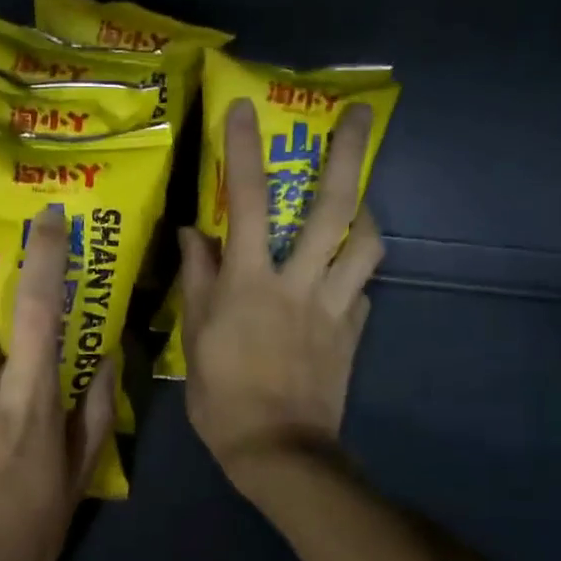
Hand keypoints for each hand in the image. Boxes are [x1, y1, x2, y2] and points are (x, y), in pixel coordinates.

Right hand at [178, 99, 381, 495]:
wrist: (278, 451)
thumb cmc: (222, 399)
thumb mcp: (194, 340)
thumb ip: (198, 282)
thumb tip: (195, 234)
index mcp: (250, 284)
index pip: (248, 204)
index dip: (245, 152)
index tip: (243, 109)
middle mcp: (298, 284)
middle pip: (332, 209)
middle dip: (348, 156)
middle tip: (361, 114)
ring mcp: (333, 307)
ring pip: (365, 246)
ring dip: (365, 214)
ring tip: (359, 202)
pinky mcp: (352, 332)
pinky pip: (361, 292)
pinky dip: (353, 277)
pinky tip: (342, 280)